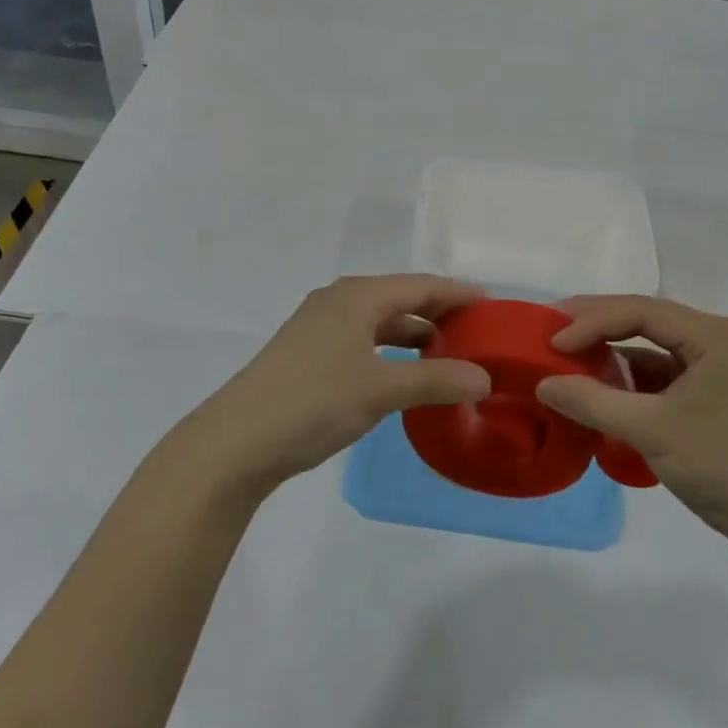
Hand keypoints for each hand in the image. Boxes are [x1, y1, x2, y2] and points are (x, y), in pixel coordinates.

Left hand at [175, 275, 491, 500]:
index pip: (421, 285)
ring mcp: (319, 326)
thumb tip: (485, 378)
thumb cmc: (313, 403)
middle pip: (400, 298)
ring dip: (413, 334)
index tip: (491, 304)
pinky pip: (362, 340)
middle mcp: (339, 301)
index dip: (457, 293)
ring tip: (448, 353)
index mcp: (358, 296)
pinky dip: (389, 351)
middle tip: (476, 332)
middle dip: (438, 312)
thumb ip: (435, 380)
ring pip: (379, 321)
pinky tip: (402, 373)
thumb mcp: (381, 390)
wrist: (236, 442)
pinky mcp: (308, 353)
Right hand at [535, 296, 727, 549]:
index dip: (591, 322)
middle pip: (645, 321)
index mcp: (713, 334)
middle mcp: (717, 340)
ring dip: (612, 353)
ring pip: (651, 347)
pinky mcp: (711, 394)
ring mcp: (716, 367)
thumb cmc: (724, 467)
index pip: (640, 311)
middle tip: (552, 332)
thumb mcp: (651, 432)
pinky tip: (600, 390)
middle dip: (598, 327)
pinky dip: (629, 380)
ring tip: (568, 359)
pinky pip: (661, 374)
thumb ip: (593, 403)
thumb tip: (542, 384)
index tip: (552, 341)